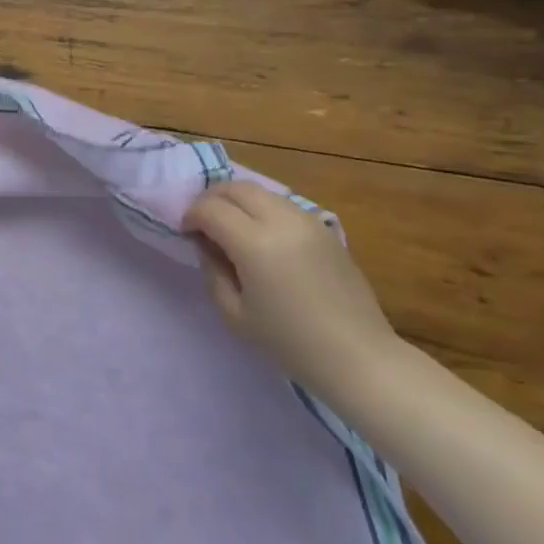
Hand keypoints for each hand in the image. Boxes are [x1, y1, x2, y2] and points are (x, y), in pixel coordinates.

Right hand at [183, 180, 400, 388]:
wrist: (357, 356)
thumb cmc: (289, 343)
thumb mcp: (234, 314)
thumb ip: (213, 271)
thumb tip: (206, 244)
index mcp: (256, 243)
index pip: (211, 209)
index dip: (191, 215)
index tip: (185, 232)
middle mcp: (282, 221)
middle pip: (236, 188)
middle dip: (212, 198)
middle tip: (202, 222)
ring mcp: (308, 220)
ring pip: (262, 191)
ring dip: (238, 200)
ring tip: (230, 226)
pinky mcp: (325, 228)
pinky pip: (283, 204)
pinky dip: (262, 208)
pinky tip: (261, 235)